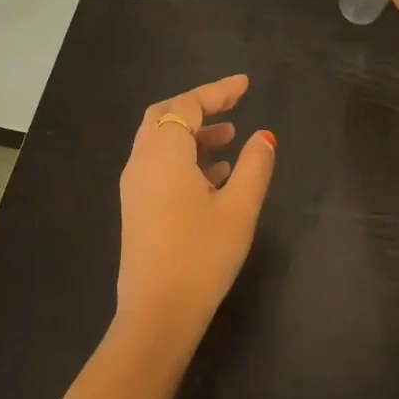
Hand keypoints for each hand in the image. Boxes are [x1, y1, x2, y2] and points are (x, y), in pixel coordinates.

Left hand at [116, 74, 275, 343]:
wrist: (157, 313)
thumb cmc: (202, 255)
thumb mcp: (239, 208)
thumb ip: (255, 165)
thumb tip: (264, 136)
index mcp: (164, 154)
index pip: (188, 106)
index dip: (217, 91)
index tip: (245, 84)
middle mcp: (142, 162)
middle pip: (165, 116)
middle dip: (199, 106)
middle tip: (233, 105)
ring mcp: (135, 186)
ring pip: (160, 141)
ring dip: (192, 133)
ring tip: (231, 138)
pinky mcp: (136, 207)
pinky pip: (158, 165)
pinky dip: (184, 156)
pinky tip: (214, 175)